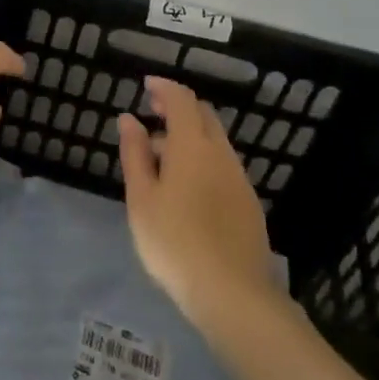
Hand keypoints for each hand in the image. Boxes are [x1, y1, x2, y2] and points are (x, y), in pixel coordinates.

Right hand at [118, 77, 283, 335]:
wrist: (232, 294)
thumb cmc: (174, 241)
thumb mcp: (141, 198)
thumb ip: (135, 154)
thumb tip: (129, 119)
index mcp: (192, 146)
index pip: (182, 100)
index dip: (164, 88)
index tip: (146, 86)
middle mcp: (221, 154)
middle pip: (204, 116)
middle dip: (179, 108)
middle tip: (152, 115)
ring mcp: (239, 179)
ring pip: (216, 142)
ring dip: (190, 136)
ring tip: (162, 158)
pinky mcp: (249, 204)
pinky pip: (223, 165)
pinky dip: (203, 159)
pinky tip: (187, 187)